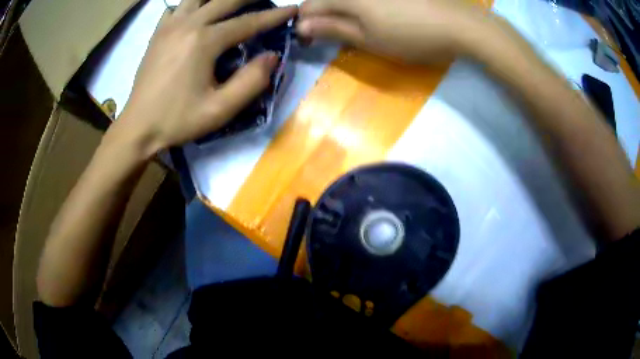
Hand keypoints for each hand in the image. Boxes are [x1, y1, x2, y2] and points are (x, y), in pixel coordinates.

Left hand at [111, 0, 296, 157]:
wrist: (138, 127)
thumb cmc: (177, 120)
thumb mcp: (219, 110)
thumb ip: (251, 82)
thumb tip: (272, 56)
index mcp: (204, 41)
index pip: (248, 22)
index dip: (274, 15)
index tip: (293, 8)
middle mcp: (187, 24)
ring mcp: (169, 26)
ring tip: (232, 3)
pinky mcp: (158, 33)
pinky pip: (177, 7)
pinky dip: (192, 4)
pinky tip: (198, 12)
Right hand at [297, 0, 490, 62]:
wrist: (460, 24)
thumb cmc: (412, 35)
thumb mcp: (369, 39)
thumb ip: (333, 29)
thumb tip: (302, 26)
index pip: (309, 6)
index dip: (305, 23)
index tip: (311, 39)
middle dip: (322, 13)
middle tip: (332, 31)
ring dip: (340, 7)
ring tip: (353, 22)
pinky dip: (360, 3)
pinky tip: (371, 11)